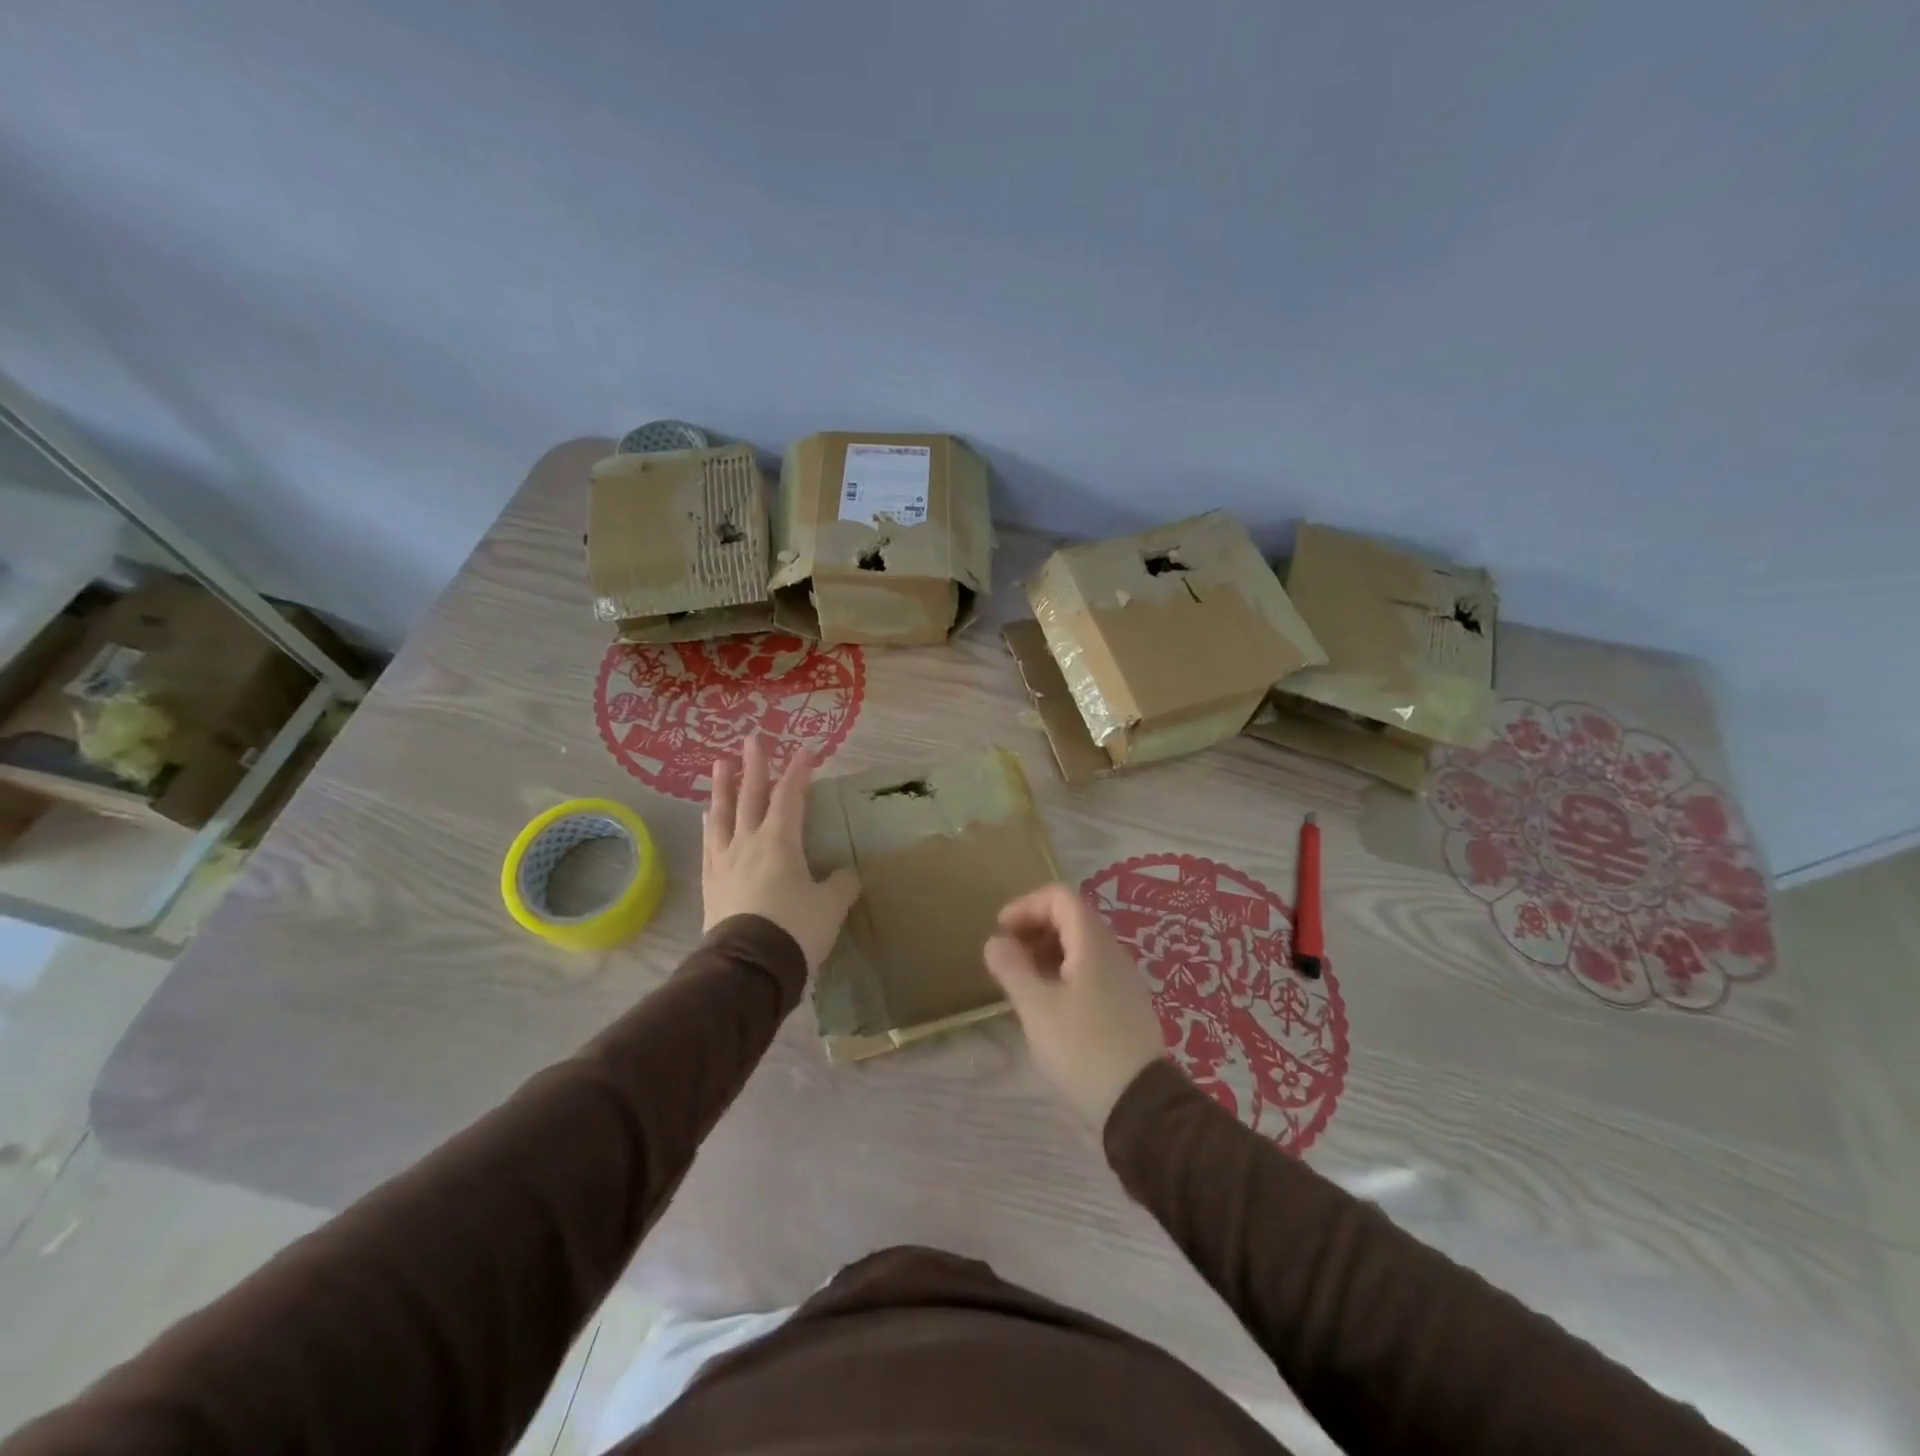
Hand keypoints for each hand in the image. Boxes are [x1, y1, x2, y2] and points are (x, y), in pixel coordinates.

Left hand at [703, 736, 860, 973]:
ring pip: (723, 814)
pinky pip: (709, 844)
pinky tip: (707, 815)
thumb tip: (846, 875)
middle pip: (751, 796)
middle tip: (751, 739)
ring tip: (721, 765)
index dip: (799, 772)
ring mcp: (725, 861)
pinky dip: (710, 824)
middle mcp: (749, 842)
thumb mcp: (830, 907)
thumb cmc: (794, 930)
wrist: (748, 968)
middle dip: (755, 766)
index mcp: (780, 841)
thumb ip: (841, 884)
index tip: (806, 751)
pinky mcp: (711, 882)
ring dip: (723, 787)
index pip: (791, 796)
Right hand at [984, 884, 1165, 1127]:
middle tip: (1007, 956)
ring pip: (1080, 946)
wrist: (1140, 1107)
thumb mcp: (1037, 1008)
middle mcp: (1112, 952)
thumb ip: (1012, 968)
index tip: (1001, 931)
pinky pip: (1090, 971)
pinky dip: (1062, 972)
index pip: (1060, 897)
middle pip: (1071, 918)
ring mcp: (1122, 979)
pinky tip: (1047, 1004)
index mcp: (1093, 944)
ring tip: (1022, 981)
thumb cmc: (1082, 1049)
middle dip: (1034, 928)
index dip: (1026, 905)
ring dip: (1046, 952)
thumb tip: (995, 941)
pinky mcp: (1124, 1005)